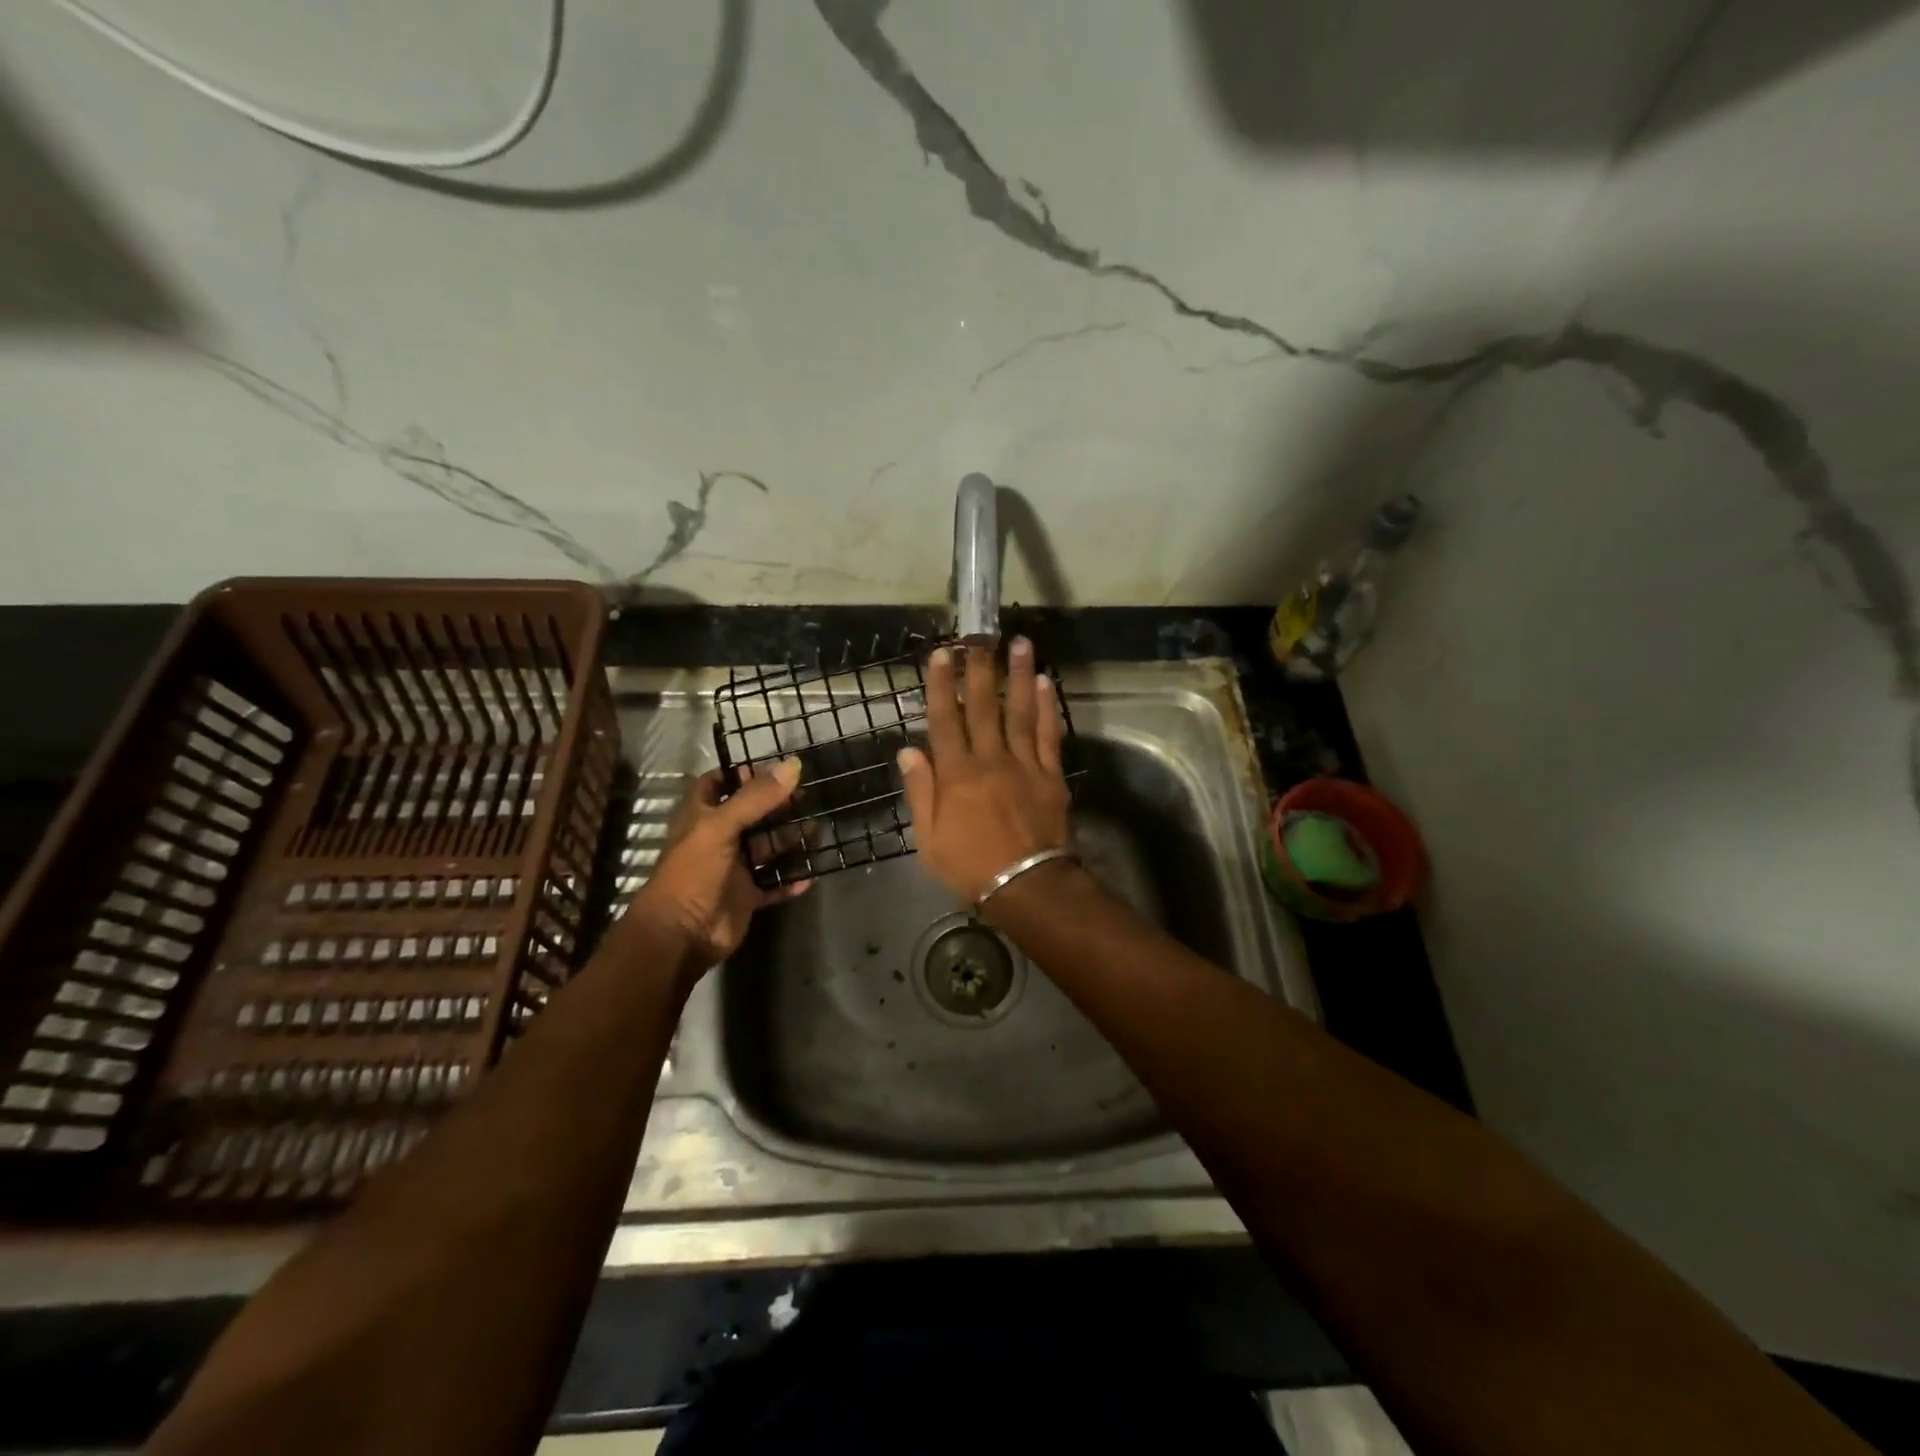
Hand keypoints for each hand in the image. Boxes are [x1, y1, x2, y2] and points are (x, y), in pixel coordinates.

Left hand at [628, 760, 809, 970]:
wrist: (681, 934)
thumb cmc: (694, 872)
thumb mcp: (722, 826)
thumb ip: (756, 797)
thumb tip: (793, 765)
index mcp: (701, 817)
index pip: (717, 784)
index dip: (740, 774)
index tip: (774, 768)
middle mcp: (717, 839)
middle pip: (751, 816)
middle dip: (777, 807)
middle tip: (808, 797)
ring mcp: (733, 869)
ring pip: (766, 849)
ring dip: (789, 840)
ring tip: (818, 831)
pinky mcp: (746, 896)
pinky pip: (774, 884)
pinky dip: (791, 879)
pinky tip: (812, 872)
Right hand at [897, 637, 1070, 902]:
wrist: (1026, 885)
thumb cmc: (970, 866)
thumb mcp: (929, 838)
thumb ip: (921, 791)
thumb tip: (908, 750)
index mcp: (956, 774)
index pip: (946, 720)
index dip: (942, 685)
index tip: (942, 654)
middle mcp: (990, 759)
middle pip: (984, 706)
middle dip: (980, 668)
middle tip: (980, 634)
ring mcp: (1023, 764)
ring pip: (1019, 711)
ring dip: (1019, 675)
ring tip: (1020, 643)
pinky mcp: (1050, 774)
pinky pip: (1047, 734)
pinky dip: (1046, 708)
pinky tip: (1045, 683)